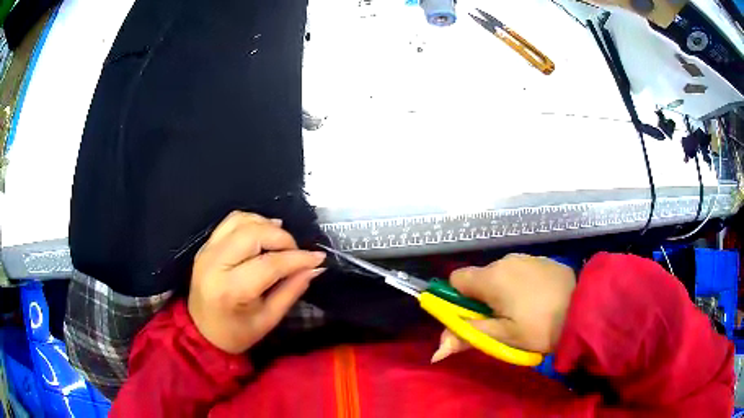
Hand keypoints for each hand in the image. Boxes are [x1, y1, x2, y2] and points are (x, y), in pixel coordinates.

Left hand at [188, 212, 325, 353]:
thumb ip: (291, 290)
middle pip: (253, 234)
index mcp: (230, 290)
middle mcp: (214, 264)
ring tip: (281, 242)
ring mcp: (207, 251)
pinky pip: (230, 221)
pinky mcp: (205, 245)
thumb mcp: (268, 319)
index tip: (318, 257)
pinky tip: (264, 233)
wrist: (202, 332)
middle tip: (297, 252)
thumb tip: (315, 267)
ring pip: (241, 220)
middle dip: (283, 238)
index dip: (297, 258)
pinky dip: (252, 222)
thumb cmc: (237, 333)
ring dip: (267, 225)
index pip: (269, 264)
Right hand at [431, 254, 575, 362]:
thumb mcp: (502, 338)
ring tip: (521, 312)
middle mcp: (505, 260)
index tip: (473, 317)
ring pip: (500, 274)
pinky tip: (537, 300)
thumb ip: (467, 338)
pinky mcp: (542, 259)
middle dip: (481, 298)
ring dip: (501, 291)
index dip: (457, 300)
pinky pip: (520, 271)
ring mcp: (526, 257)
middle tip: (499, 321)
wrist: (584, 311)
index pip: (456, 279)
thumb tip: (435, 352)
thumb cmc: (540, 328)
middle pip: (479, 277)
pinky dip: (519, 284)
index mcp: (491, 277)